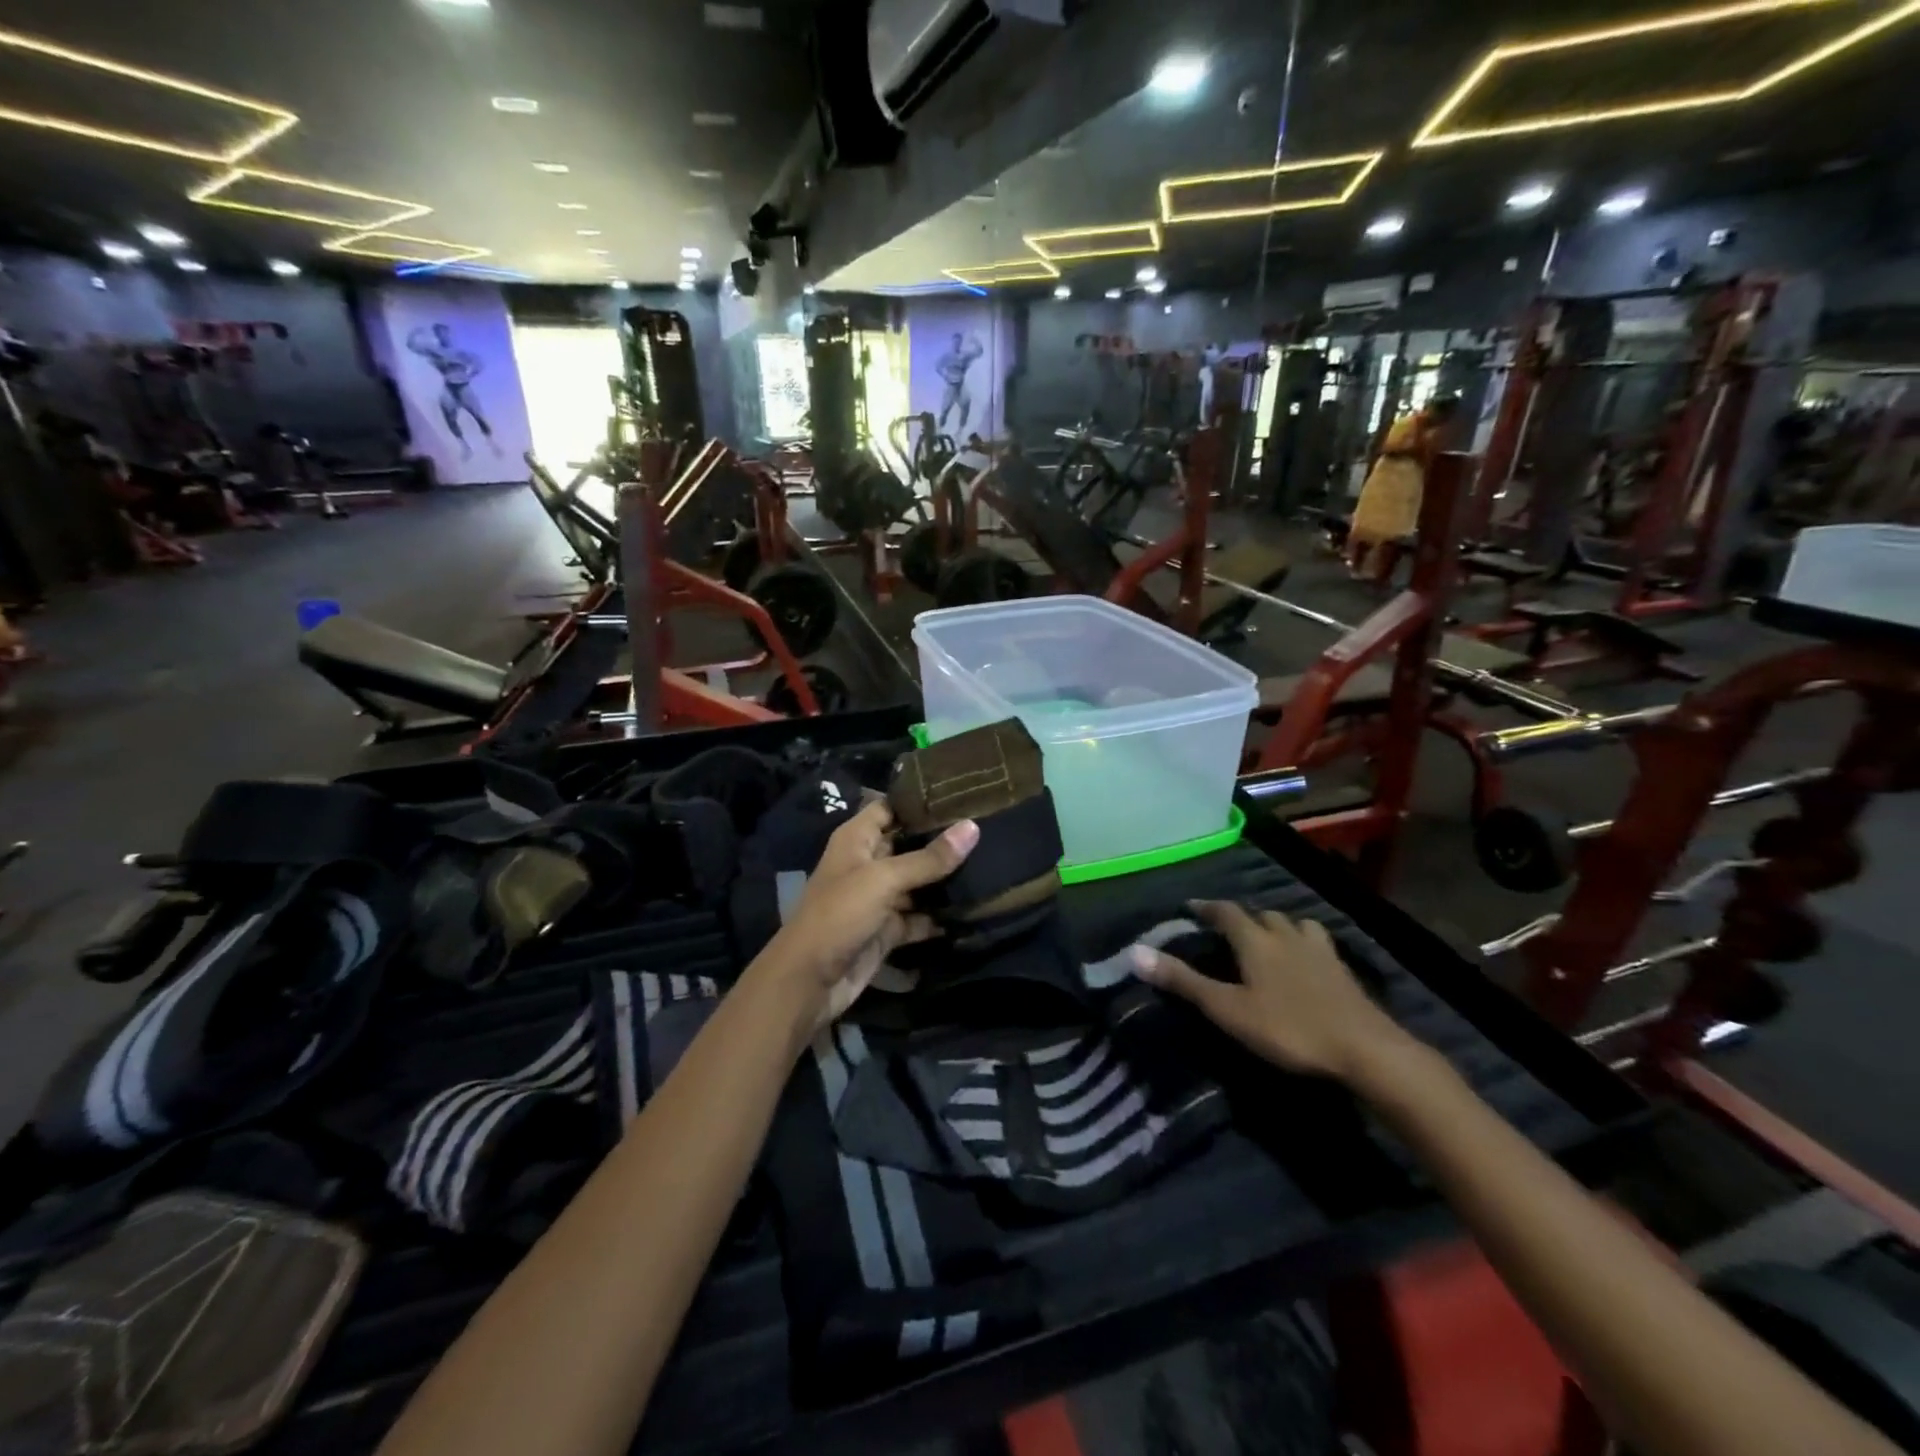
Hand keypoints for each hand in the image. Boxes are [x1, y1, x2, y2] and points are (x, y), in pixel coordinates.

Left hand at [764, 799, 978, 1028]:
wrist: (809, 982)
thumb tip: (973, 827)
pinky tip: (974, 909)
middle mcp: (868, 863)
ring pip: (917, 882)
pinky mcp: (887, 930)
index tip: (961, 794)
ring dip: (945, 879)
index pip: (890, 807)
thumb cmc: (839, 914)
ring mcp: (878, 898)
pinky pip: (919, 917)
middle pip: (909, 844)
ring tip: (991, 863)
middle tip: (987, 828)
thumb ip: (929, 858)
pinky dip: (940, 916)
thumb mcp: (884, 879)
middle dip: (941, 840)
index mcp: (857, 839)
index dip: (919, 800)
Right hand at [1132, 901, 1407, 1082]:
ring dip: (1275, 925)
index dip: (1206, 908)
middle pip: (1260, 914)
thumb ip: (1184, 982)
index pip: (1225, 912)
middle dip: (1240, 917)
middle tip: (1226, 930)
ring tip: (1267, 939)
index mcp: (1255, 940)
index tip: (1190, 908)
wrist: (1365, 1049)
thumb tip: (1135, 952)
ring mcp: (1319, 949)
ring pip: (1292, 923)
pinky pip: (1317, 942)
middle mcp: (1285, 934)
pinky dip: (1304, 942)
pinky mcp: (1342, 968)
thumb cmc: (1289, 1028)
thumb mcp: (1228, 1009)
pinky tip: (1306, 960)